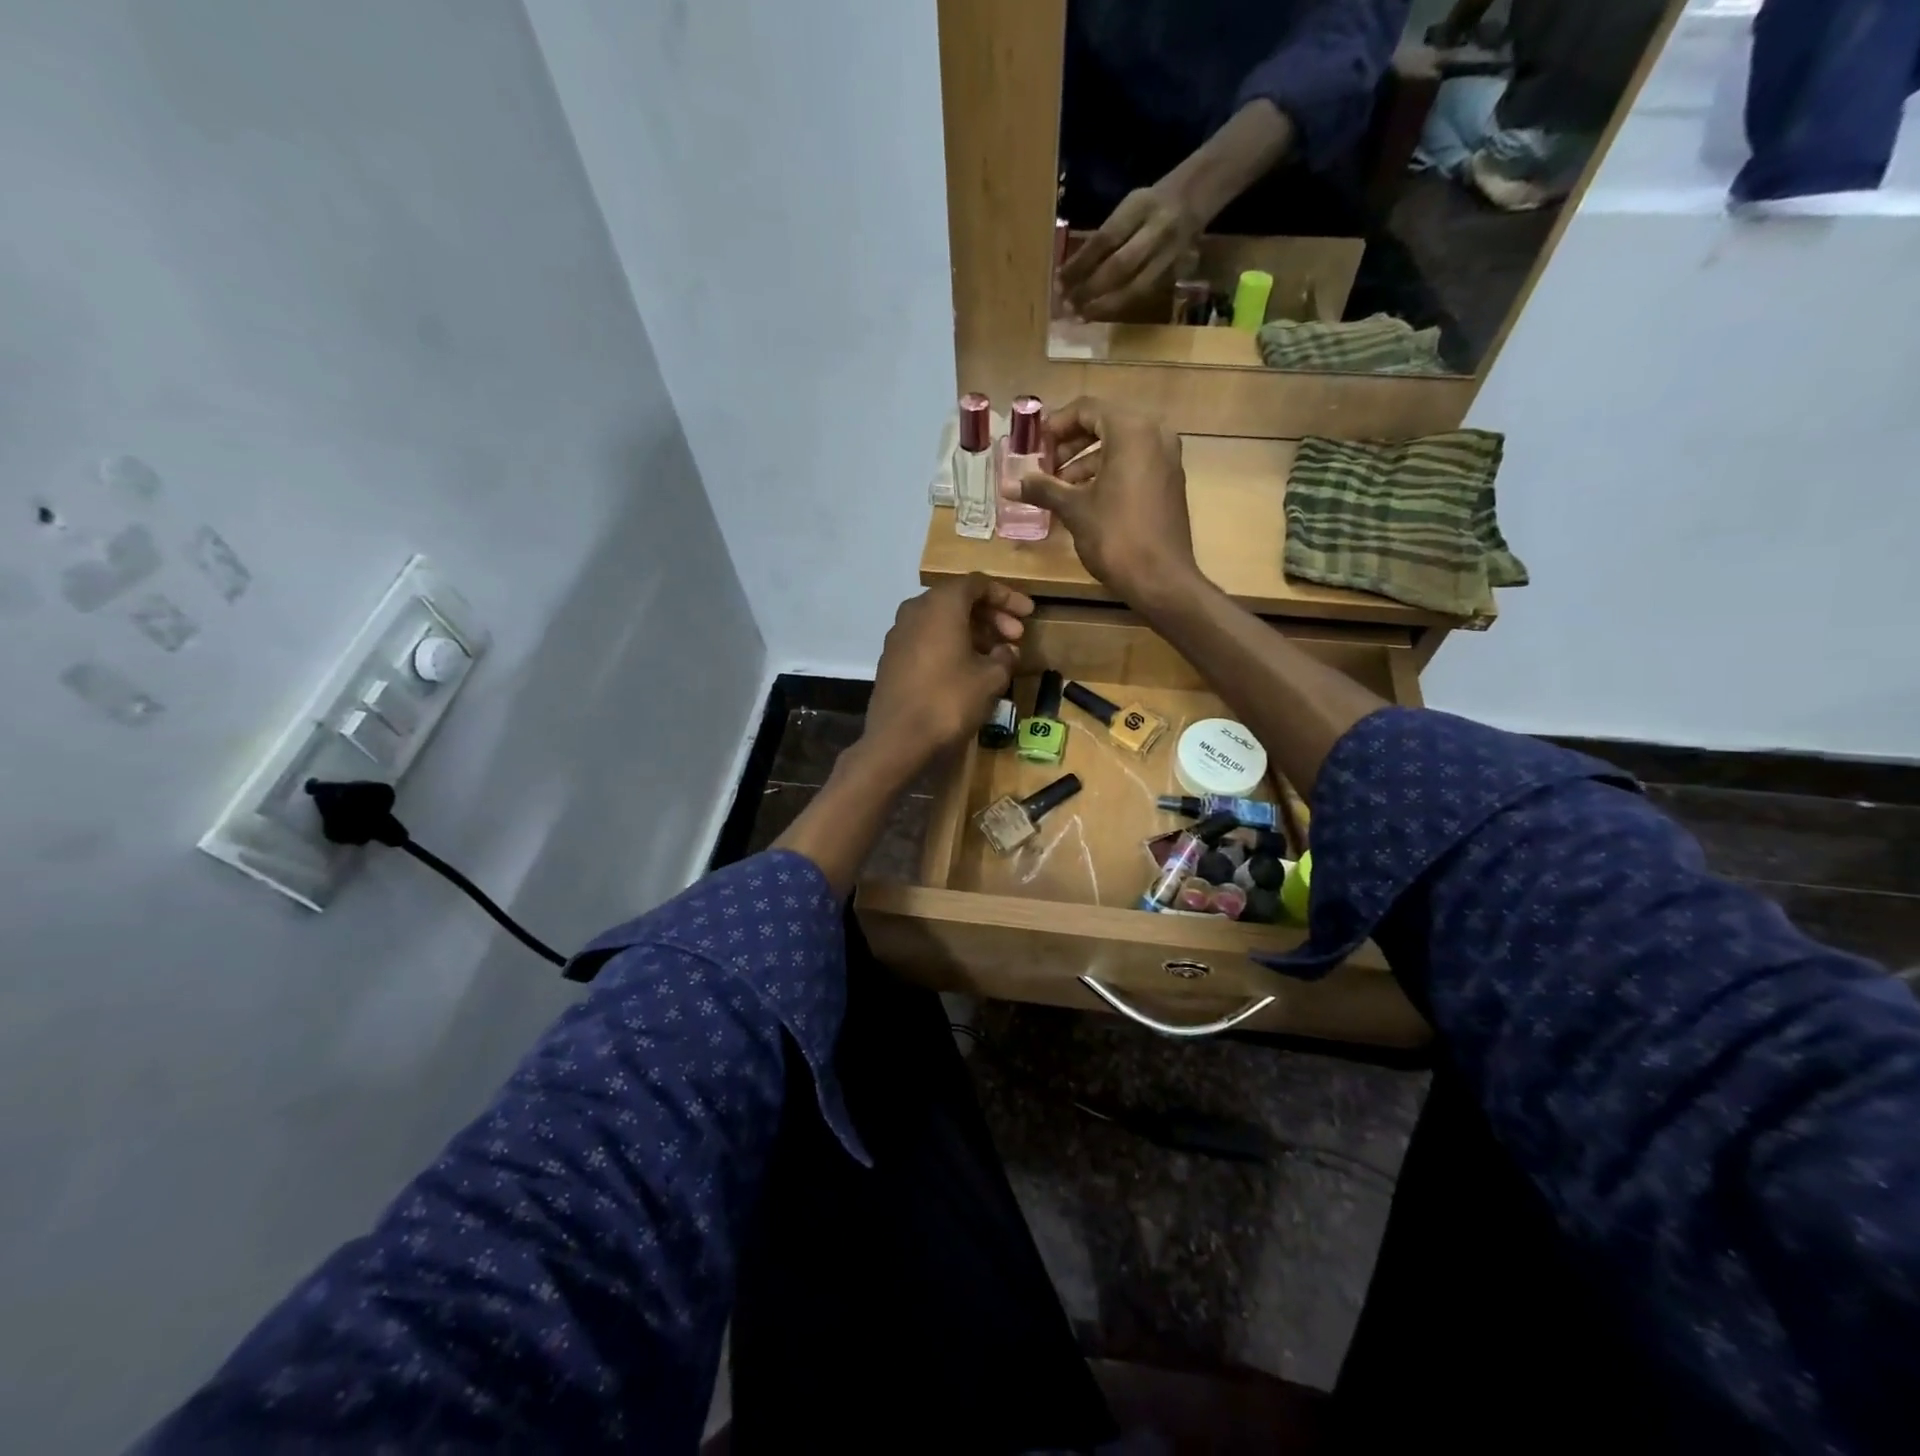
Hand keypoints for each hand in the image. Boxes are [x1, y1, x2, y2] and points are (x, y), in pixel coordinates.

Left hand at [860, 575, 1033, 775]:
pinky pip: (927, 640)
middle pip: (958, 600)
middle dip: (991, 615)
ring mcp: (899, 634)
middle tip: (1016, 636)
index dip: (1007, 596)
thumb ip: (1004, 657)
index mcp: (940, 605)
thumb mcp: (990, 679)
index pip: (977, 584)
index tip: (1028, 613)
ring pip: (942, 621)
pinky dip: (951, 645)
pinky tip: (967, 669)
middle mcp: (915, 610)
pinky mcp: (892, 658)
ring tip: (996, 656)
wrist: (898, 739)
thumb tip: (1007, 651)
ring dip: (972, 632)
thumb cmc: (949, 701)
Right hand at [1005, 398, 1199, 606]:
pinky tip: (1083, 498)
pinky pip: (1134, 464)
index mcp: (1132, 430)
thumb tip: (1009, 484)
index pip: (1087, 409)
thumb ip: (1043, 488)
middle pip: (1104, 424)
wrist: (1160, 579)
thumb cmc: (1115, 537)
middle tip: (1044, 466)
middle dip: (1070, 444)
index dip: (1056, 425)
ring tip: (1057, 487)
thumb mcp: (1074, 509)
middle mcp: (1155, 435)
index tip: (1035, 446)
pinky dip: (1107, 472)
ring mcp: (1166, 459)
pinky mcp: (1169, 482)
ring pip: (1119, 446)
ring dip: (1086, 461)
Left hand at [1059, 185, 1200, 321]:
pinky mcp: (1174, 275)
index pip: (1105, 238)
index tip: (1059, 281)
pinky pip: (1142, 296)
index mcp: (1141, 206)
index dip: (1080, 263)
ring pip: (1134, 289)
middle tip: (1067, 305)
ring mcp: (1169, 256)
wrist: (1194, 198)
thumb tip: (1071, 273)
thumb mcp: (1127, 206)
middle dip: (1090, 289)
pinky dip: (1118, 307)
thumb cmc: (1150, 204)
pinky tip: (1099, 314)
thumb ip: (1104, 236)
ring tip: (1080, 316)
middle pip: (1120, 267)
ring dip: (1103, 306)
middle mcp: (1158, 231)